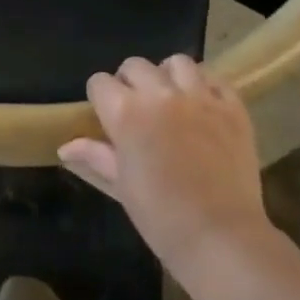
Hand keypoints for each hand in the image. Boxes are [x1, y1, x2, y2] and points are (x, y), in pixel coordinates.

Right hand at [59, 55, 269, 271]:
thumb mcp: (121, 186)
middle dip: (130, 82)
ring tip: (172, 100)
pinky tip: (203, 108)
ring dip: (168, 76)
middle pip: (135, 65)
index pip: (100, 82)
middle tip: (137, 109)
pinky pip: (215, 79)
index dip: (100, 98)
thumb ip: (95, 156)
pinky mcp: (233, 107)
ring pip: (177, 63)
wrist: (220, 236)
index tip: (107, 117)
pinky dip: (205, 87)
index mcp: (125, 112)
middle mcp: (160, 94)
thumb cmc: (161, 216)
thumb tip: (66, 147)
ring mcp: (200, 97)